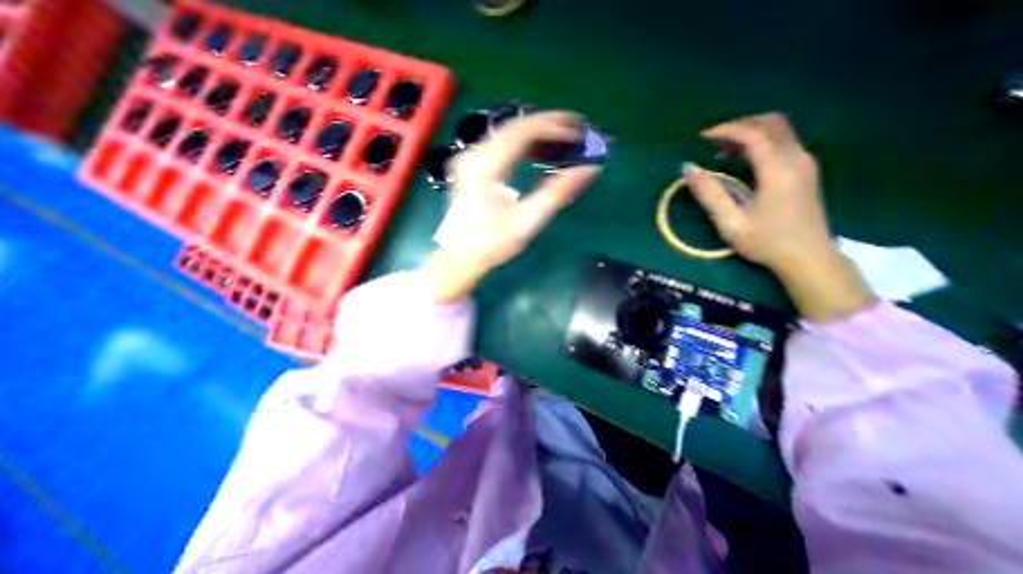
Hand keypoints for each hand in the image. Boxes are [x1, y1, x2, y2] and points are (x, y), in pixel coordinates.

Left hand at [429, 108, 599, 301]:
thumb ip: (558, 193)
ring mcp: (470, 160)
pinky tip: (536, 154)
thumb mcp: (527, 220)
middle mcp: (476, 154)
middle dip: (547, 124)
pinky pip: (500, 146)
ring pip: (506, 134)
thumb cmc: (491, 243)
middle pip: (515, 126)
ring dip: (535, 134)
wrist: (459, 258)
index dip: (555, 127)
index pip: (524, 130)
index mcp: (487, 165)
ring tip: (561, 140)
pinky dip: (521, 146)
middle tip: (575, 129)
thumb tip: (589, 169)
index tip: (579, 132)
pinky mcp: (471, 169)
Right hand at [687, 109, 870, 317]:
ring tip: (723, 153)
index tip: (702, 138)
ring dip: (751, 134)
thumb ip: (708, 194)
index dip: (726, 130)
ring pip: (780, 131)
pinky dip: (761, 144)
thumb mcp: (729, 222)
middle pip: (773, 123)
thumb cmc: (765, 242)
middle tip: (714, 142)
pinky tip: (744, 162)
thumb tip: (688, 169)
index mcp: (778, 170)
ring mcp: (806, 163)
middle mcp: (797, 158)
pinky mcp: (806, 171)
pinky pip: (784, 143)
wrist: (807, 257)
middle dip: (741, 126)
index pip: (753, 134)